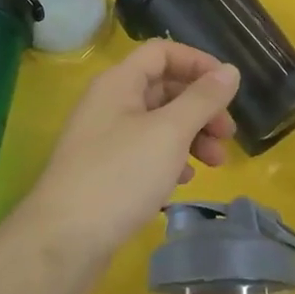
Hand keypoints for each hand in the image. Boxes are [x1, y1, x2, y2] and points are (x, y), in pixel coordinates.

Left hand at [3, 41, 239, 289]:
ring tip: (216, 162)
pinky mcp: (106, 171)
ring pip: (158, 123)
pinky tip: (184, 179)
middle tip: (228, 134)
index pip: (161, 52)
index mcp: (119, 83)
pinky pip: (146, 152)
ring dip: (191, 135)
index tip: (229, 87)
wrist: (64, 240)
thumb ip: (202, 100)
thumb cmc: (120, 176)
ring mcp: (106, 139)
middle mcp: (110, 104)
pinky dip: (171, 159)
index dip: (198, 62)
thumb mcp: (169, 132)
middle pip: (163, 88)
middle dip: (201, 107)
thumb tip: (230, 71)